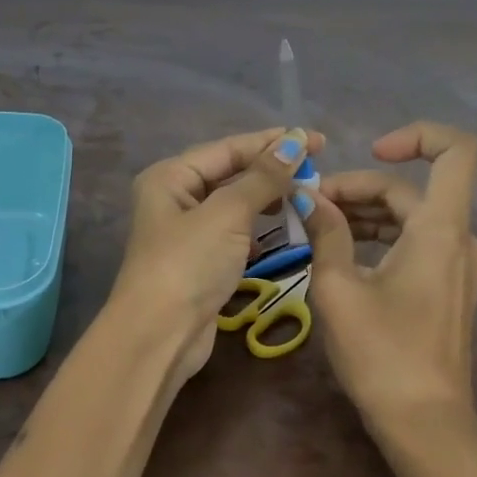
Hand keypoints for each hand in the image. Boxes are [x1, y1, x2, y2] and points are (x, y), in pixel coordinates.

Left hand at [108, 126, 324, 381]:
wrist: (159, 336)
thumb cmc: (189, 264)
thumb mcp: (227, 214)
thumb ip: (263, 178)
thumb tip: (295, 142)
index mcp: (170, 177)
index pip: (228, 148)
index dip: (272, 142)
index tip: (316, 140)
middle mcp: (174, 199)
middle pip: (229, 174)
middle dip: (271, 170)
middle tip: (317, 168)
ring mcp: (186, 233)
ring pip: (234, 205)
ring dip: (267, 199)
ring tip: (305, 194)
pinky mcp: (200, 263)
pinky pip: (234, 234)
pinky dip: (257, 230)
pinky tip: (280, 231)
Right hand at [300, 122, 476, 429]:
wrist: (424, 422)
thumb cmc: (381, 353)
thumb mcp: (338, 288)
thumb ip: (325, 232)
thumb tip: (308, 197)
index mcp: (440, 229)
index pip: (456, 150)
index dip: (417, 135)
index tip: (370, 152)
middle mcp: (458, 238)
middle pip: (411, 190)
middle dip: (359, 188)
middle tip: (310, 207)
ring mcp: (457, 265)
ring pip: (410, 217)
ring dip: (365, 213)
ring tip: (317, 227)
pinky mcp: (447, 287)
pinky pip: (414, 242)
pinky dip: (380, 237)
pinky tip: (341, 253)